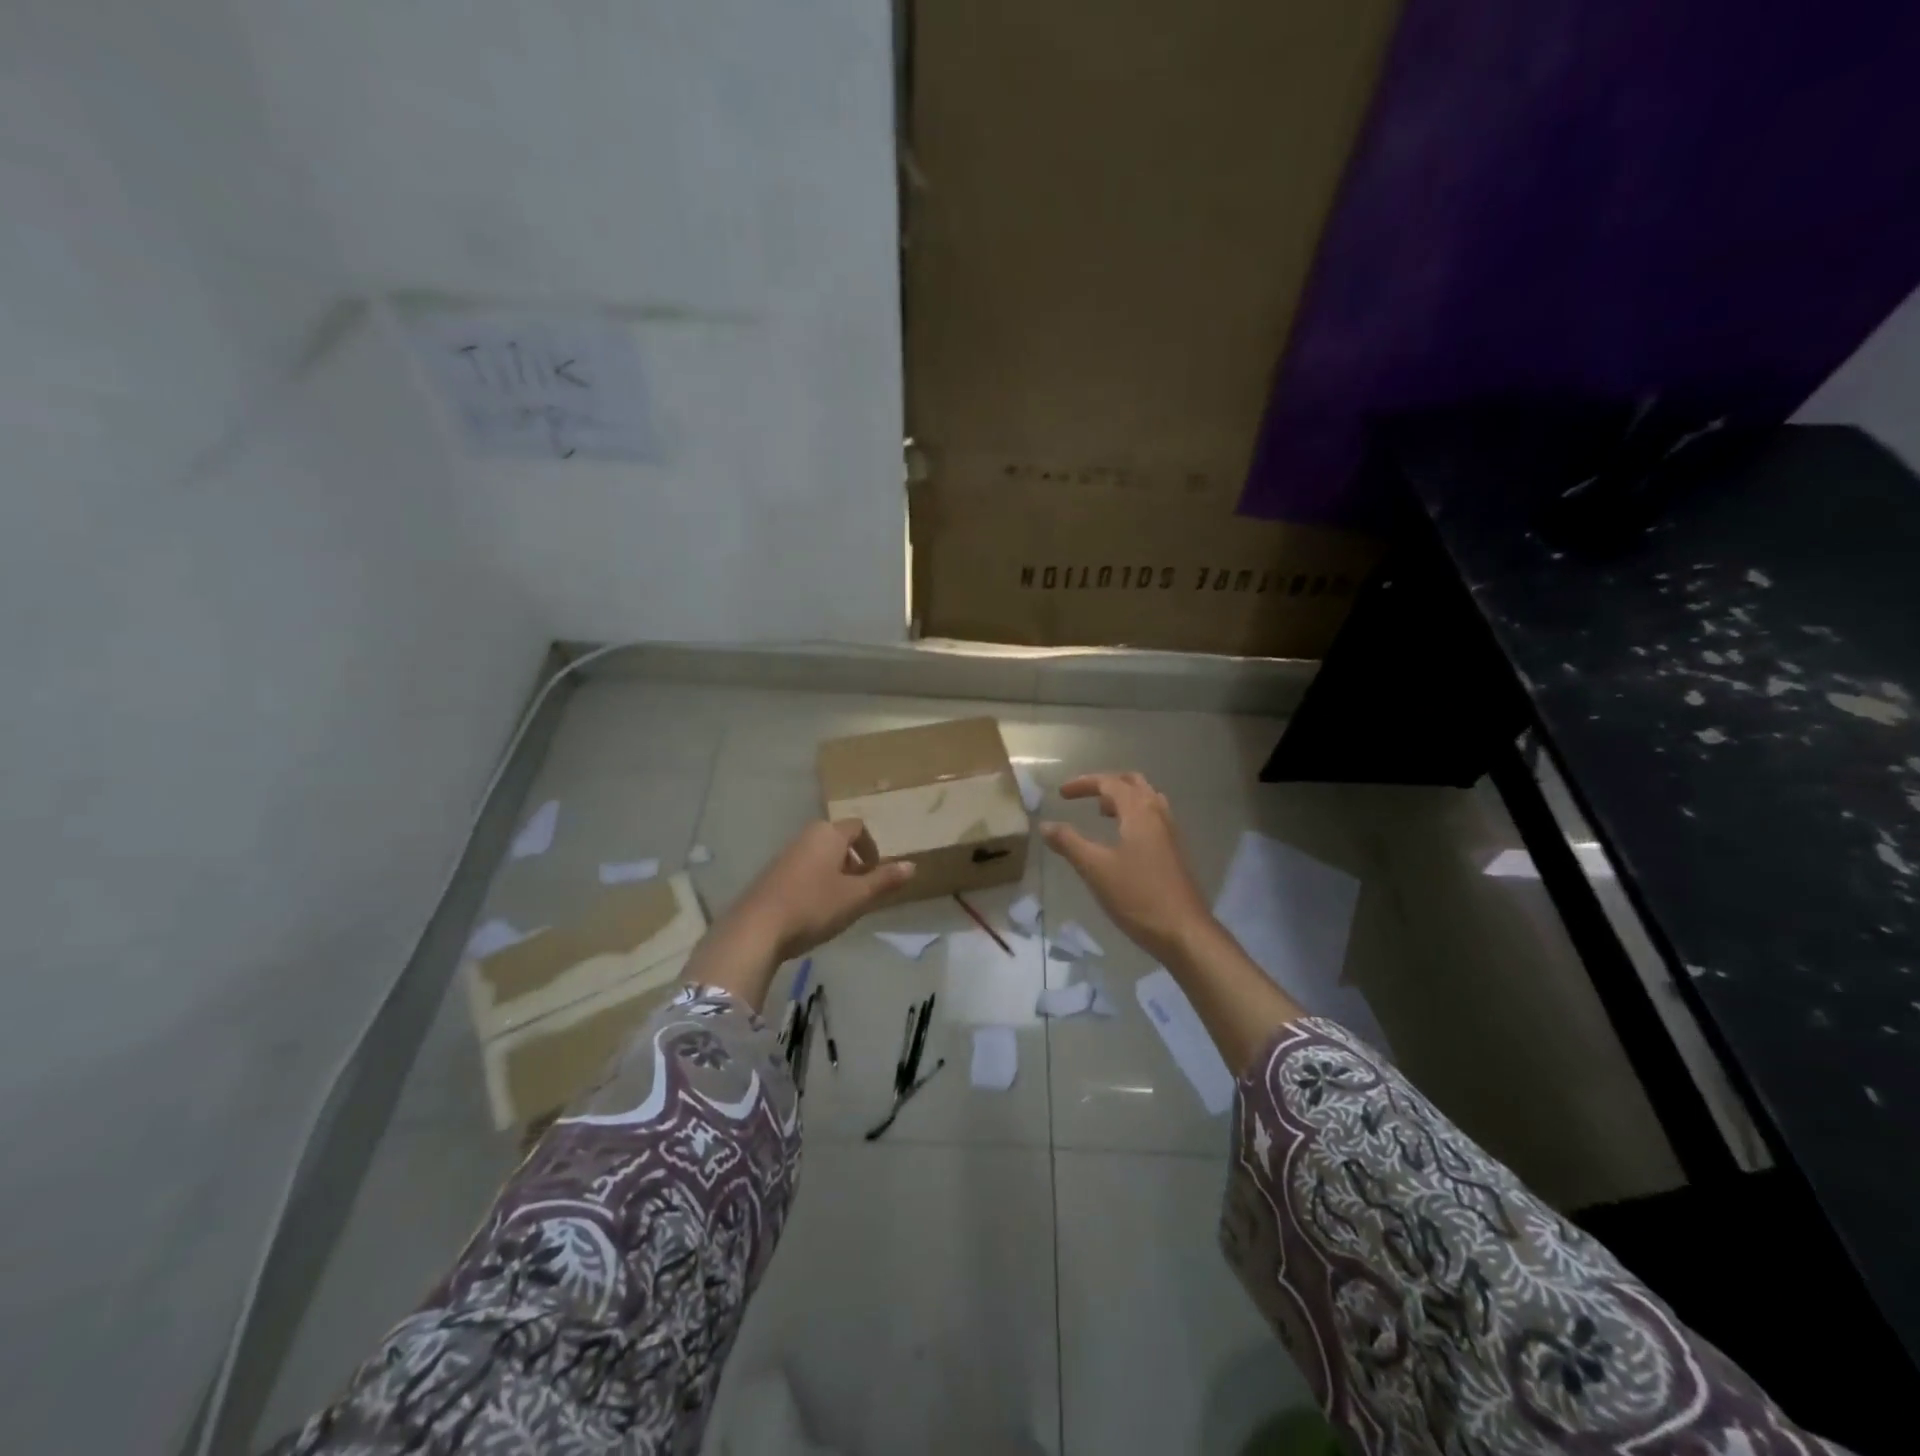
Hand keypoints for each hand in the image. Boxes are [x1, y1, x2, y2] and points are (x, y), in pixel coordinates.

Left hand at [725, 819, 914, 961]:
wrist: (757, 929)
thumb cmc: (814, 906)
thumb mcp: (856, 897)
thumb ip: (884, 880)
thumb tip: (912, 866)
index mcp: (828, 834)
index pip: (858, 827)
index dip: (871, 847)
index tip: (876, 872)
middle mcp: (806, 836)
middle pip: (837, 839)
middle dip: (853, 861)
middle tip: (861, 888)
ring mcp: (785, 854)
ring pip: (819, 855)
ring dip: (834, 872)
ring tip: (839, 902)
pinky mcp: (770, 874)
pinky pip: (802, 869)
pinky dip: (814, 881)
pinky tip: (813, 910)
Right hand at [1040, 772, 1214, 962]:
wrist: (1183, 931)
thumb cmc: (1137, 896)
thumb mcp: (1095, 869)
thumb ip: (1069, 843)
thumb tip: (1045, 825)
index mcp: (1139, 812)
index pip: (1110, 783)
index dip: (1083, 783)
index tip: (1061, 794)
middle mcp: (1158, 815)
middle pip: (1133, 784)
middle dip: (1106, 785)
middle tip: (1084, 797)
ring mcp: (1170, 834)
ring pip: (1147, 800)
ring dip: (1123, 799)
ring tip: (1102, 813)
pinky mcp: (1174, 852)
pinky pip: (1153, 818)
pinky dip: (1134, 816)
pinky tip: (1122, 840)